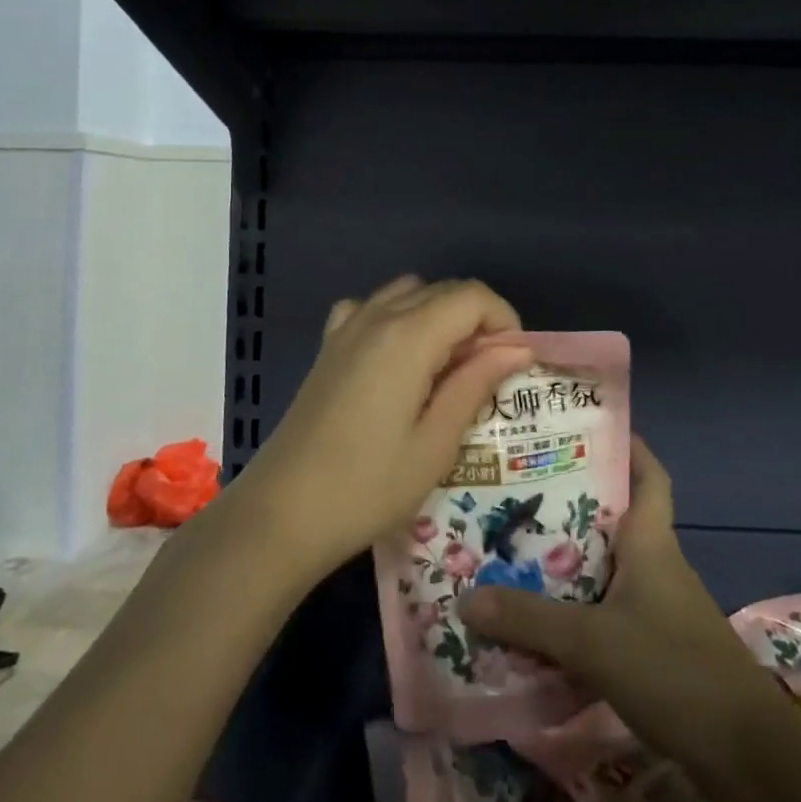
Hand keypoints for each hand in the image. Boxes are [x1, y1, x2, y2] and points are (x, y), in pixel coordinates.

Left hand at [236, 276, 531, 585]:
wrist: (283, 512)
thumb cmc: (368, 486)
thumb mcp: (436, 443)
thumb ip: (476, 384)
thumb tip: (517, 348)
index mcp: (408, 335)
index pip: (472, 296)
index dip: (503, 320)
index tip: (511, 364)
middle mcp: (377, 315)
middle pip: (442, 289)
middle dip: (475, 320)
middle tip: (484, 374)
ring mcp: (346, 326)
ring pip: (408, 292)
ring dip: (438, 315)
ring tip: (444, 368)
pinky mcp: (328, 345)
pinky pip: (371, 308)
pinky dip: (396, 317)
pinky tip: (396, 358)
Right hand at [458, 436, 771, 759]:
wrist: (745, 756)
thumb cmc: (674, 670)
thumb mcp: (593, 641)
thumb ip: (529, 620)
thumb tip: (465, 596)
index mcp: (651, 542)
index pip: (649, 475)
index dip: (627, 447)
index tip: (587, 429)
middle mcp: (655, 564)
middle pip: (614, 518)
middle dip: (570, 505)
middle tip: (519, 493)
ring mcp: (658, 608)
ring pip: (606, 567)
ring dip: (568, 560)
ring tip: (515, 551)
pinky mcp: (655, 648)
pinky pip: (607, 610)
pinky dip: (576, 608)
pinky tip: (540, 621)